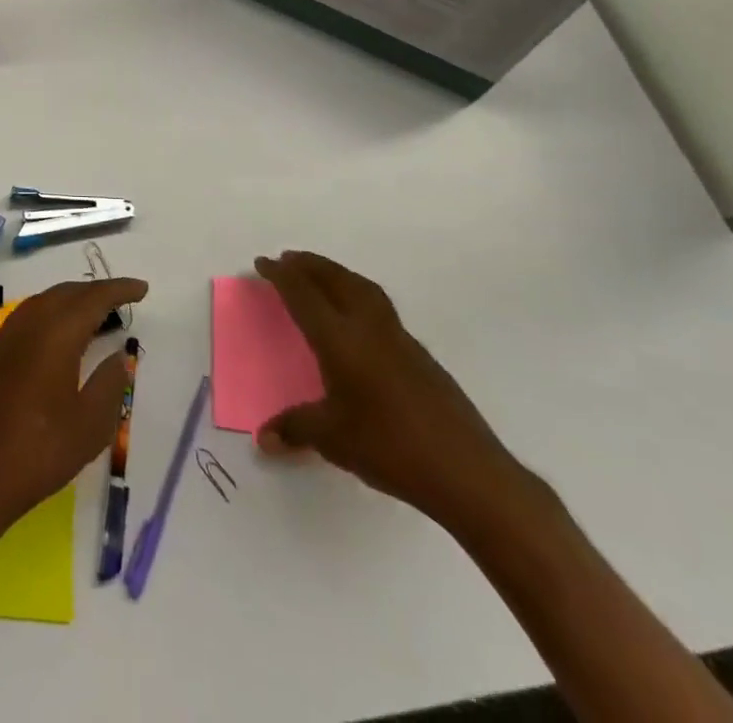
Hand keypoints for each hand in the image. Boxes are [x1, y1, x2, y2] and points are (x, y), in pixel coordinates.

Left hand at [0, 277, 147, 531]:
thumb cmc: (40, 451)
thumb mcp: (90, 425)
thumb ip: (109, 384)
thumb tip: (118, 355)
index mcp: (55, 335)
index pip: (92, 299)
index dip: (118, 290)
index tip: (142, 289)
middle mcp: (26, 325)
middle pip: (64, 293)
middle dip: (93, 291)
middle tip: (119, 300)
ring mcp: (1, 338)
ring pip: (40, 304)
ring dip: (67, 302)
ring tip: (90, 316)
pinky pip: (22, 321)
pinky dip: (46, 318)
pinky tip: (53, 340)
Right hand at [254, 251, 529, 530]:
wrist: (469, 473)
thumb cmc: (391, 449)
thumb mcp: (333, 440)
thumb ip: (295, 429)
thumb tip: (263, 438)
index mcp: (341, 340)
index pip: (304, 295)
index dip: (281, 276)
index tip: (263, 262)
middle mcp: (369, 329)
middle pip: (336, 280)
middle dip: (310, 265)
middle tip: (288, 259)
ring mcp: (400, 339)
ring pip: (363, 288)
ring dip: (337, 274)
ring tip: (320, 275)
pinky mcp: (421, 356)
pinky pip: (380, 307)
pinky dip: (359, 295)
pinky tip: (357, 318)